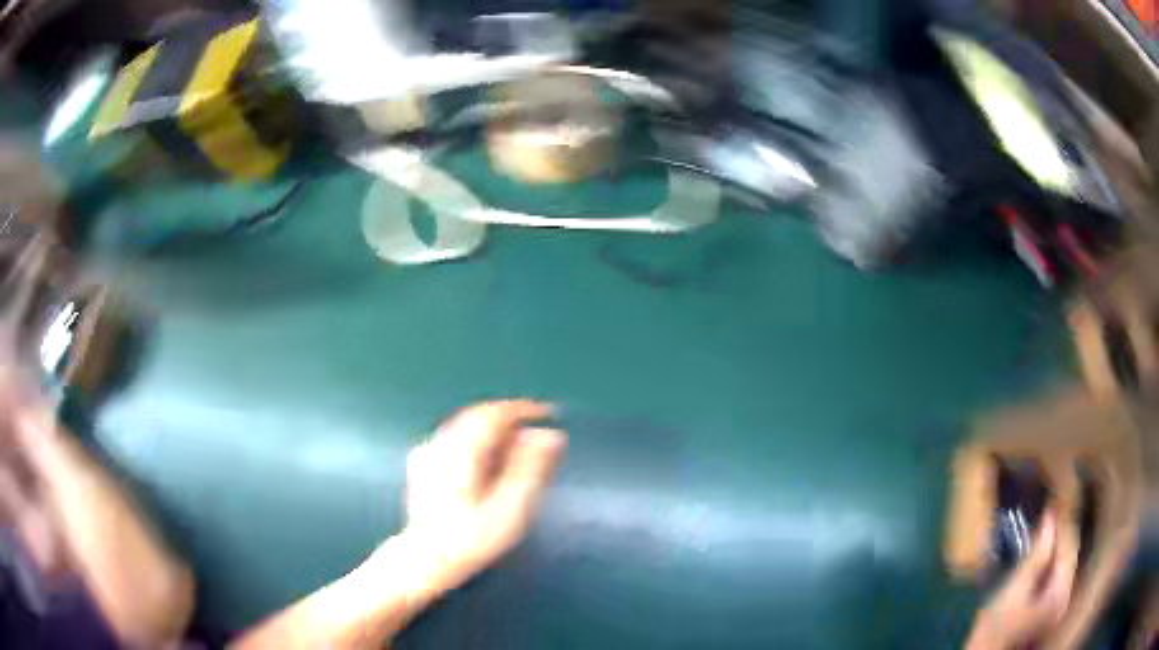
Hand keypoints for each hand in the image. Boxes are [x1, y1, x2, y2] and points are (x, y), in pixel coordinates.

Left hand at [395, 400, 566, 594]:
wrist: (426, 560)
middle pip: (478, 417)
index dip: (524, 409)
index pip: (495, 413)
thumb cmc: (472, 538)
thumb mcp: (510, 508)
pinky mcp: (422, 465)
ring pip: (465, 427)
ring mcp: (428, 453)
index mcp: (462, 449)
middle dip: (509, 421)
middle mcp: (441, 443)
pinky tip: (484, 463)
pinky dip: (475, 443)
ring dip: (492, 432)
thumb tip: (550, 435)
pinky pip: (453, 440)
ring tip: (515, 450)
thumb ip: (531, 468)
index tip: (549, 414)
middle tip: (535, 437)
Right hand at [966, 511, 1079, 649]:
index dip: (1065, 519)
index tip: (1056, 495)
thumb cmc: (996, 630)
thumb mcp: (1014, 592)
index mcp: (1061, 592)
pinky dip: (1054, 560)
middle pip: (1070, 554)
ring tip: (1048, 524)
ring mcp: (1059, 606)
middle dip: (1063, 530)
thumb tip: (1051, 516)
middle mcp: (1067, 596)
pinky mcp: (1051, 611)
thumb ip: (1037, 555)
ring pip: (1065, 564)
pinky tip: (1045, 552)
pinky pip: (1058, 576)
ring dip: (1058, 544)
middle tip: (1052, 507)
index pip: (1070, 545)